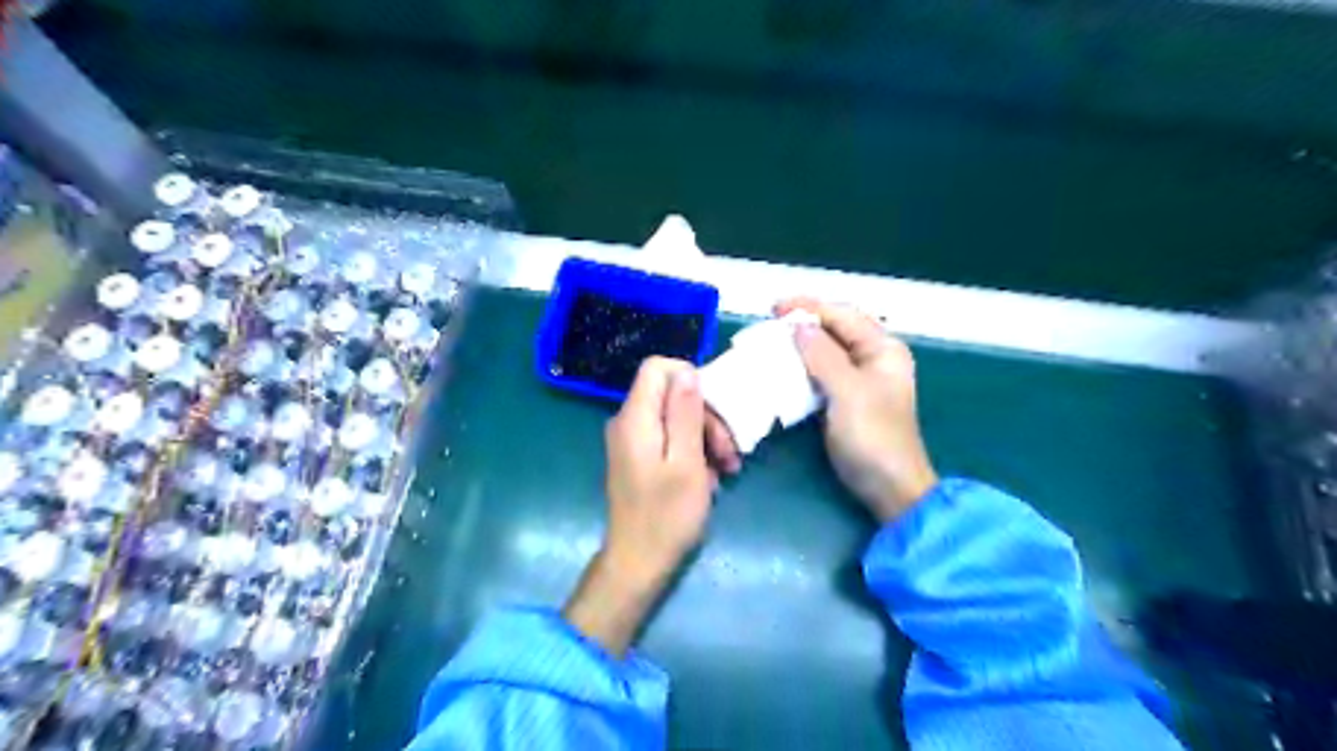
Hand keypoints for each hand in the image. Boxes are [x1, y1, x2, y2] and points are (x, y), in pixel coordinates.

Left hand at [559, 354, 714, 652]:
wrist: (638, 563)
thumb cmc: (667, 516)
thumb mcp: (686, 463)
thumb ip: (685, 414)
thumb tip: (688, 372)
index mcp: (635, 418)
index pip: (657, 367)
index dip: (690, 377)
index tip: (715, 409)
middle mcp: (628, 422)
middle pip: (670, 394)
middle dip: (706, 416)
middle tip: (730, 453)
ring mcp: (632, 441)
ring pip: (674, 416)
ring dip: (705, 436)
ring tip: (727, 469)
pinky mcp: (639, 457)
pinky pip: (669, 437)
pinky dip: (692, 450)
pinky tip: (711, 476)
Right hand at [780, 295, 931, 520]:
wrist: (888, 486)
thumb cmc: (872, 436)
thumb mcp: (847, 391)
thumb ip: (822, 355)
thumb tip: (798, 326)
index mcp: (883, 349)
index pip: (843, 315)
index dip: (808, 308)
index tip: (773, 308)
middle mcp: (874, 357)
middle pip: (835, 329)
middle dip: (802, 324)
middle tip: (768, 324)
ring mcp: (860, 379)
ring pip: (826, 350)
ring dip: (799, 345)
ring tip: (770, 342)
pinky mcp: (847, 398)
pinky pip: (821, 372)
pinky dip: (802, 367)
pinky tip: (783, 367)